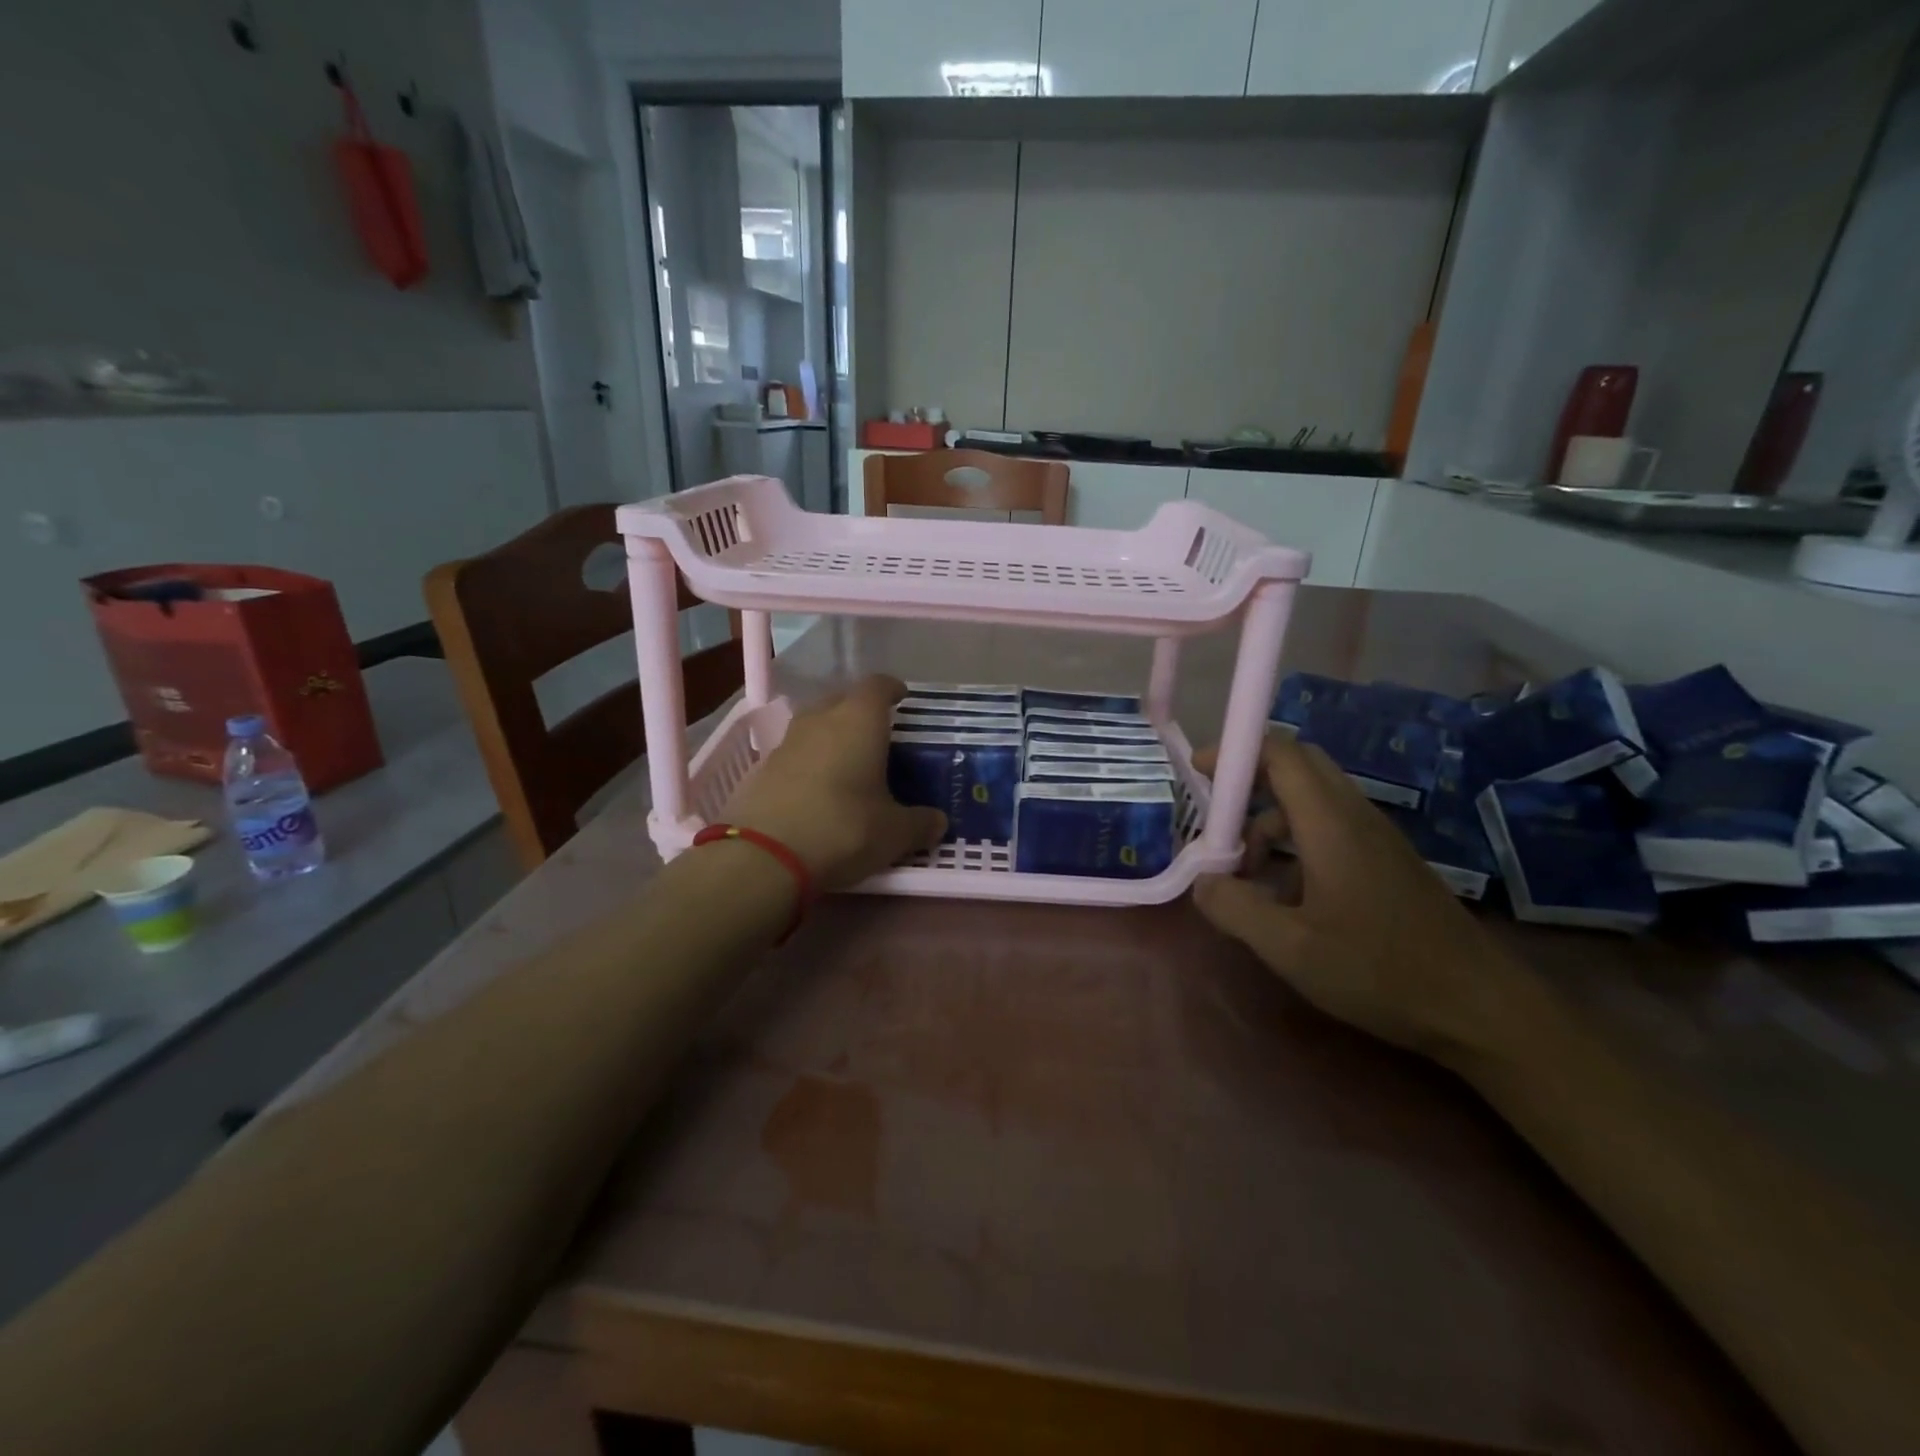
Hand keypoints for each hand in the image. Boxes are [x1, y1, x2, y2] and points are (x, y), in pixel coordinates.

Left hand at [724, 675, 945, 891]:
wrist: (763, 856)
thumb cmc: (843, 828)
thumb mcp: (894, 833)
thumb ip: (920, 823)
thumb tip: (938, 822)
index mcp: (859, 720)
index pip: (878, 685)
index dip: (892, 690)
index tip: (902, 700)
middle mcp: (820, 719)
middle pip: (843, 701)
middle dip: (860, 713)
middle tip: (879, 737)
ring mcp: (786, 742)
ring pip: (815, 727)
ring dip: (832, 738)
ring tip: (849, 765)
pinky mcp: (761, 769)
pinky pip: (795, 755)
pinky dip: (809, 765)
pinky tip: (818, 792)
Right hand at [1191, 734, 1530, 1065]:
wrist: (1479, 1008)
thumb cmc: (1378, 970)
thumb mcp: (1289, 948)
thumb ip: (1234, 908)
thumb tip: (1202, 882)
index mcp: (1331, 823)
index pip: (1281, 753)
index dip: (1235, 752)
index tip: (1198, 774)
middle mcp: (1355, 816)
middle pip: (1298, 766)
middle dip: (1250, 781)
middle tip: (1216, 817)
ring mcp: (1376, 838)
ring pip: (1313, 800)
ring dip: (1270, 819)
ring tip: (1245, 871)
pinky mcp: (1387, 862)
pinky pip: (1331, 827)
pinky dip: (1295, 842)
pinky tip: (1285, 895)